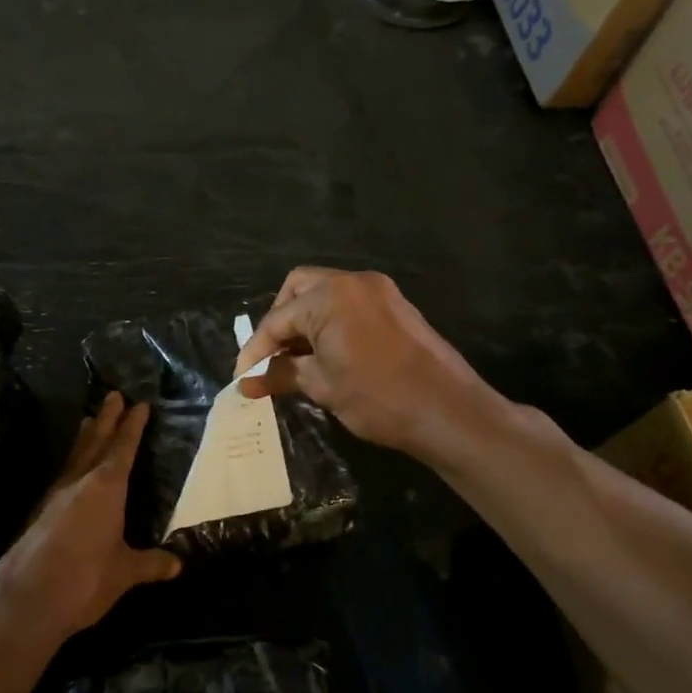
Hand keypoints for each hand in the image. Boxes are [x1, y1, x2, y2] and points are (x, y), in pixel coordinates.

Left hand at [0, 392, 180, 646]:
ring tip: (90, 419)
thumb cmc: (85, 580)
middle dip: (107, 419)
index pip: (123, 448)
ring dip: (85, 436)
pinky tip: (72, 469)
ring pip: (75, 456)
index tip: (140, 405)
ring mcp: (55, 496)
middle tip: (114, 395)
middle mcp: (79, 483)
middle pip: (96, 442)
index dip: (133, 427)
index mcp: (106, 488)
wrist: (26, 600)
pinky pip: (62, 475)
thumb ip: (150, 564)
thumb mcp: (125, 572)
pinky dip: (72, 461)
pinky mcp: (39, 513)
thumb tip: (177, 564)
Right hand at [233, 267, 498, 458]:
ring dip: (305, 322)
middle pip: (298, 289)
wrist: (448, 411)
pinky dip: (330, 323)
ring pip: (325, 294)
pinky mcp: (396, 306)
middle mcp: (353, 281)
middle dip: (279, 322)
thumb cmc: (378, 398)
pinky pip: (350, 304)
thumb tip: (246, 383)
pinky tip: (327, 354)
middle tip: (272, 357)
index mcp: (329, 296)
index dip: (256, 350)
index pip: (277, 319)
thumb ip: (280, 375)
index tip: (242, 379)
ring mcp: (379, 291)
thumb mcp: (322, 386)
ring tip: (296, 360)